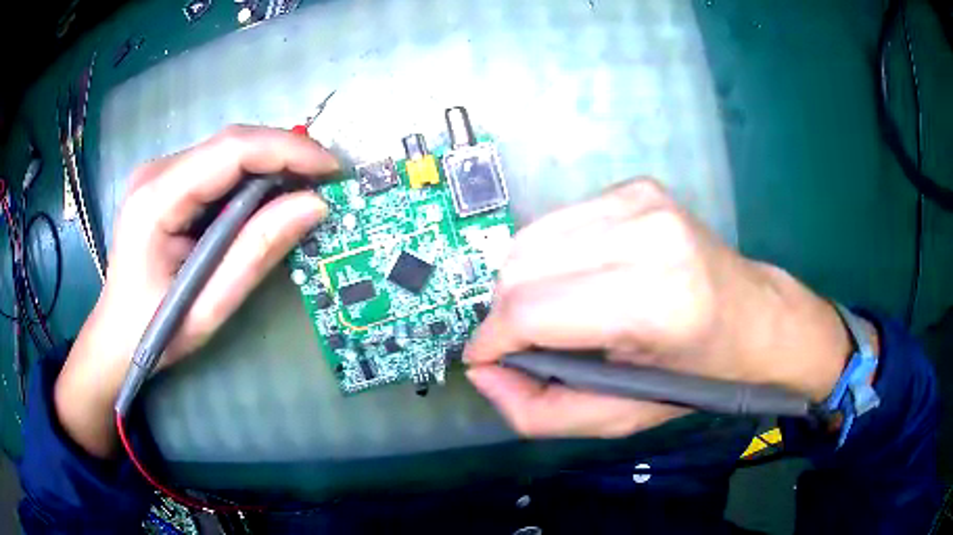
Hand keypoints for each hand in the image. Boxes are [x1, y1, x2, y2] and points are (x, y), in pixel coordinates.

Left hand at [56, 126, 338, 456]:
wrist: (115, 336)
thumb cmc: (155, 331)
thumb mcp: (208, 305)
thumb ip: (257, 251)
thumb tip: (313, 205)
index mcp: (155, 200)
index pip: (230, 151)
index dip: (287, 151)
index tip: (332, 169)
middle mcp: (155, 172)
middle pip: (231, 144)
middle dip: (284, 155)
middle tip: (325, 180)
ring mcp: (158, 173)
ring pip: (227, 152)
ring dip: (269, 166)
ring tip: (304, 191)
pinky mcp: (165, 182)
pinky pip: (216, 167)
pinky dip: (249, 178)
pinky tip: (267, 199)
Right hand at [465, 179, 856, 437]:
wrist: (755, 318)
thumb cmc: (696, 376)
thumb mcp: (621, 417)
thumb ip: (540, 412)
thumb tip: (482, 372)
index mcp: (658, 302)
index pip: (534, 310)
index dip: (493, 340)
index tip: (484, 360)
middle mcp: (650, 234)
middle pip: (523, 267)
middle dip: (505, 313)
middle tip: (523, 343)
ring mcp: (642, 200)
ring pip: (530, 239)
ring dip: (521, 284)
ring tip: (550, 315)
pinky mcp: (635, 186)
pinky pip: (556, 222)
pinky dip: (547, 257)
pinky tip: (575, 281)